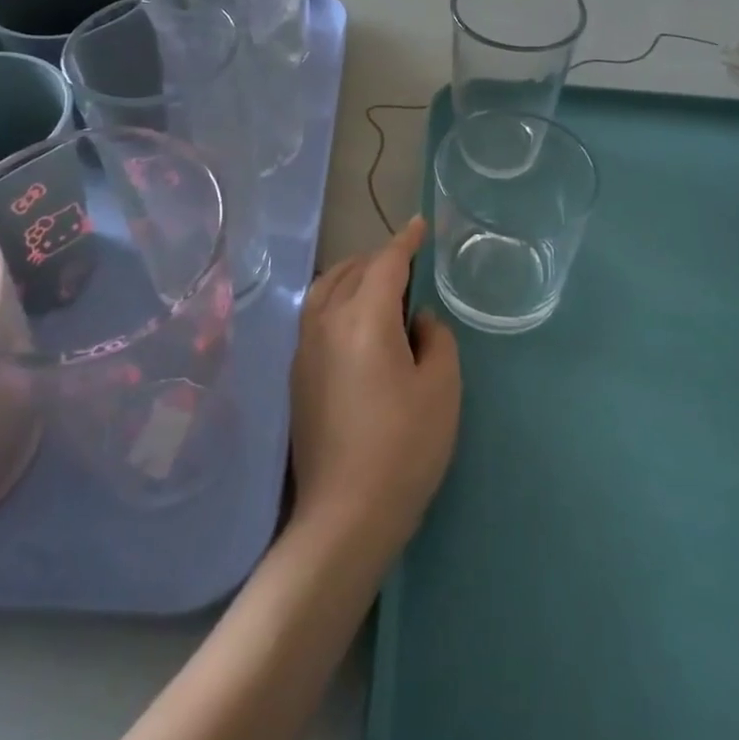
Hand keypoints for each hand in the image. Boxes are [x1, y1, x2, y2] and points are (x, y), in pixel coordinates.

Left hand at [289, 217, 460, 559]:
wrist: (345, 513)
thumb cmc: (404, 447)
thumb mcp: (441, 389)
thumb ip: (436, 339)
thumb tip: (419, 320)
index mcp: (364, 318)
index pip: (386, 263)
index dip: (405, 242)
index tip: (420, 226)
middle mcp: (326, 321)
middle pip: (352, 271)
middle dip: (380, 258)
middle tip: (409, 263)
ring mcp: (304, 348)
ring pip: (325, 289)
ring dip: (352, 274)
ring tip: (377, 282)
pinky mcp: (297, 374)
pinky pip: (315, 313)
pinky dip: (336, 298)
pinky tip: (354, 320)